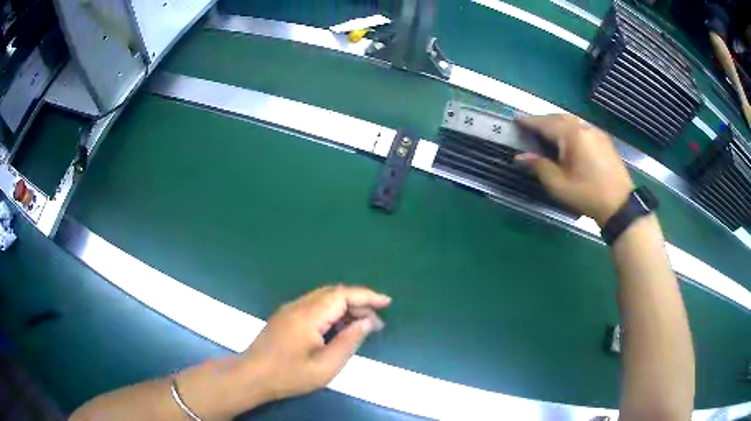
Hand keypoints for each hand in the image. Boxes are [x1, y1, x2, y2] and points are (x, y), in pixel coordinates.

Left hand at [241, 285, 390, 401]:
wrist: (251, 376)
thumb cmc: (289, 375)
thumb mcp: (325, 366)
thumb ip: (348, 341)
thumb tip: (367, 322)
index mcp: (309, 315)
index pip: (343, 295)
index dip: (367, 296)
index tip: (387, 302)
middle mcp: (299, 305)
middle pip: (334, 293)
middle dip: (358, 303)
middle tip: (375, 323)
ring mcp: (290, 310)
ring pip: (324, 298)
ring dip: (345, 307)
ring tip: (361, 326)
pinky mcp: (285, 317)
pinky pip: (314, 306)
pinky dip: (332, 312)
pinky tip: (338, 328)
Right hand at [514, 114, 633, 225]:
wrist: (620, 204)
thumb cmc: (587, 194)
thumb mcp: (559, 184)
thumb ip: (539, 167)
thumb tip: (520, 157)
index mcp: (572, 135)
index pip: (545, 124)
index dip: (530, 122)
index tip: (516, 120)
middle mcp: (584, 128)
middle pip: (559, 117)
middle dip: (543, 120)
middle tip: (530, 125)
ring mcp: (596, 132)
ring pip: (572, 121)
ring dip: (557, 123)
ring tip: (547, 131)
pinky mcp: (604, 140)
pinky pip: (582, 127)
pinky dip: (570, 128)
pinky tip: (568, 139)